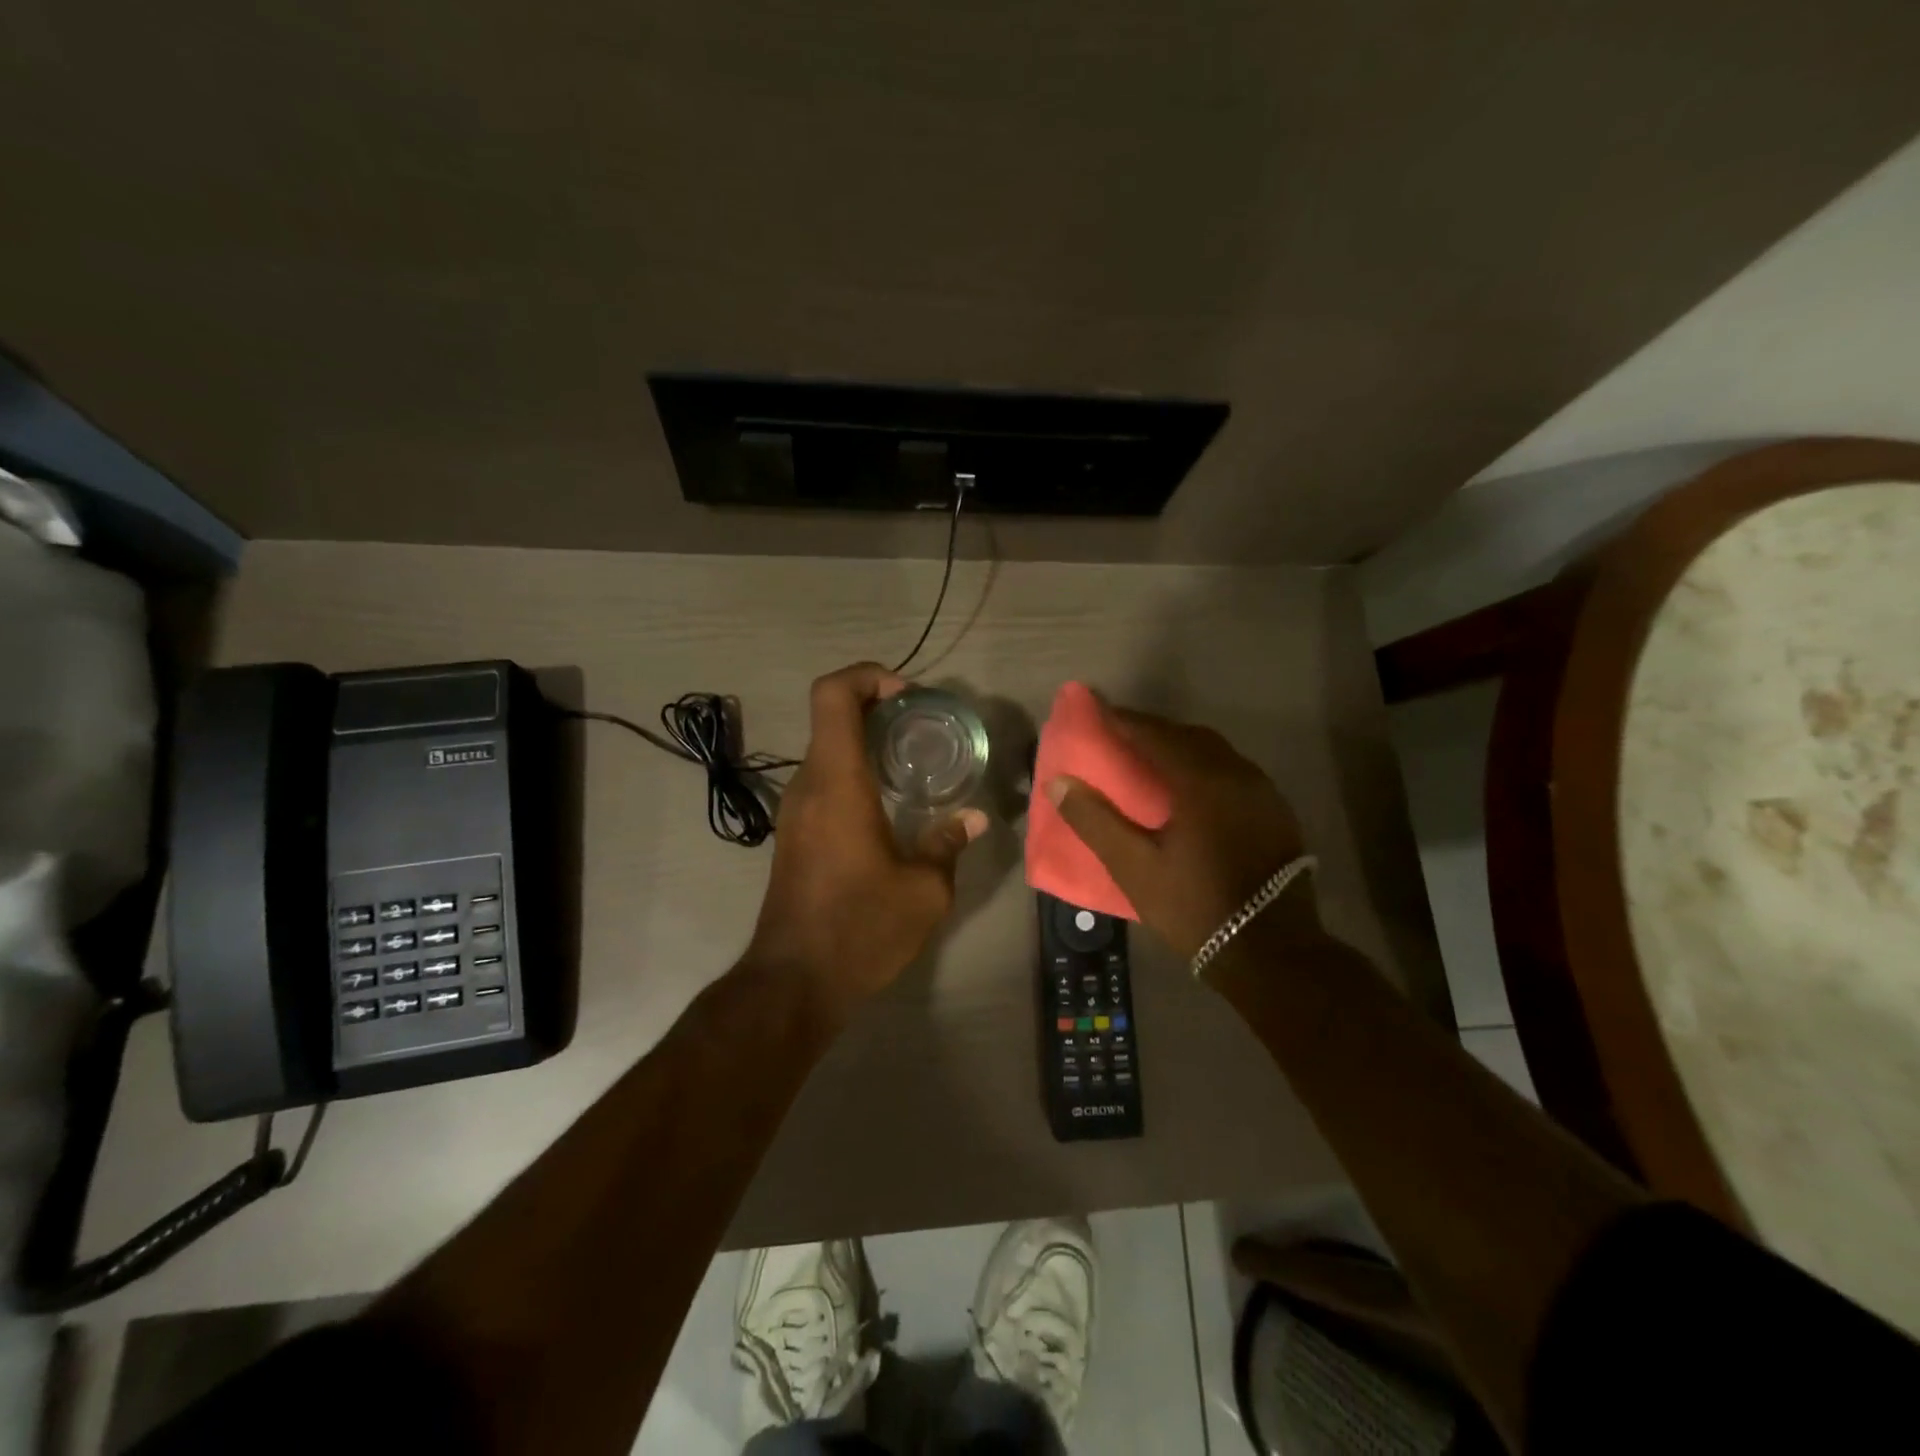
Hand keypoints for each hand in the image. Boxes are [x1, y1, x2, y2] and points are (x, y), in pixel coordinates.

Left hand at [747, 663, 986, 1014]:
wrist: (793, 982)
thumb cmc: (860, 928)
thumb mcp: (924, 891)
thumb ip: (948, 844)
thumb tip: (974, 819)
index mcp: (837, 783)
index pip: (832, 695)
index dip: (866, 675)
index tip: (907, 693)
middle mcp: (808, 786)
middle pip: (831, 717)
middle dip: (877, 707)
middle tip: (924, 726)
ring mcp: (795, 811)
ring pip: (827, 750)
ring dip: (866, 742)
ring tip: (915, 763)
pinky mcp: (794, 834)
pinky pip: (824, 781)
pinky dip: (855, 772)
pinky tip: (890, 805)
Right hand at [1045, 705, 1315, 962]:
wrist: (1271, 951)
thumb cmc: (1195, 907)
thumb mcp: (1134, 867)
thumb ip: (1094, 821)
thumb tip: (1059, 782)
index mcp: (1201, 781)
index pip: (1154, 735)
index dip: (1122, 719)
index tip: (1094, 707)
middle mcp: (1236, 774)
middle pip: (1187, 736)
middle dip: (1150, 729)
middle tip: (1118, 732)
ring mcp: (1262, 792)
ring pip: (1214, 752)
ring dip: (1178, 745)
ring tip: (1148, 755)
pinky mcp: (1274, 811)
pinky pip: (1231, 770)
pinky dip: (1202, 764)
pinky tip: (1188, 785)